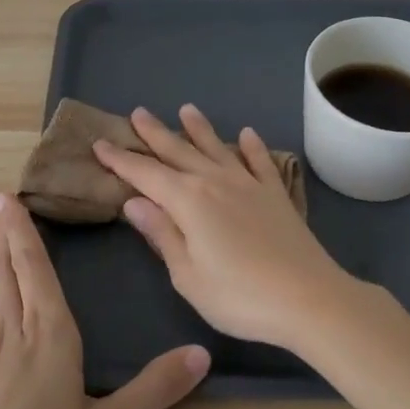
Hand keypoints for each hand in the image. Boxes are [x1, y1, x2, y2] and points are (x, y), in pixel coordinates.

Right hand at [93, 105, 361, 350]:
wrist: (309, 299)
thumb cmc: (239, 296)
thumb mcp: (187, 275)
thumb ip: (161, 234)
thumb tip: (133, 202)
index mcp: (187, 201)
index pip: (145, 174)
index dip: (121, 159)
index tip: (100, 143)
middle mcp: (215, 182)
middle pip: (178, 151)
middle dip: (155, 133)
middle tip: (138, 113)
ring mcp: (248, 185)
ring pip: (217, 148)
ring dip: (199, 128)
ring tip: (187, 109)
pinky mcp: (276, 195)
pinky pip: (260, 162)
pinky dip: (252, 146)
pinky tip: (248, 134)